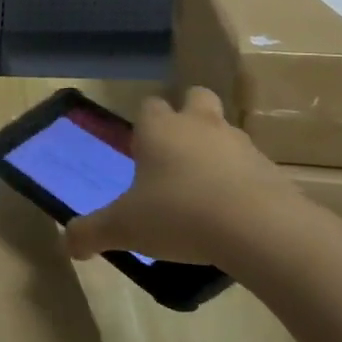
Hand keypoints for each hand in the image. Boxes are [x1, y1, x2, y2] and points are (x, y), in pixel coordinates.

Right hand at [65, 88, 306, 268]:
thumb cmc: (179, 215)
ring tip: (204, 190)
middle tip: (177, 152)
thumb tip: (67, 244)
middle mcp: (200, 126)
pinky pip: (252, 167)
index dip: (144, 125)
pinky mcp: (273, 171)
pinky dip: (243, 182)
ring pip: (226, 132)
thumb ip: (91, 232)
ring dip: (216, 150)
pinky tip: (233, 214)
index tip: (141, 151)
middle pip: (196, 98)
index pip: (149, 106)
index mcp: (160, 130)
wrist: (261, 230)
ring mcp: (241, 145)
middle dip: (188, 115)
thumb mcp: (124, 228)